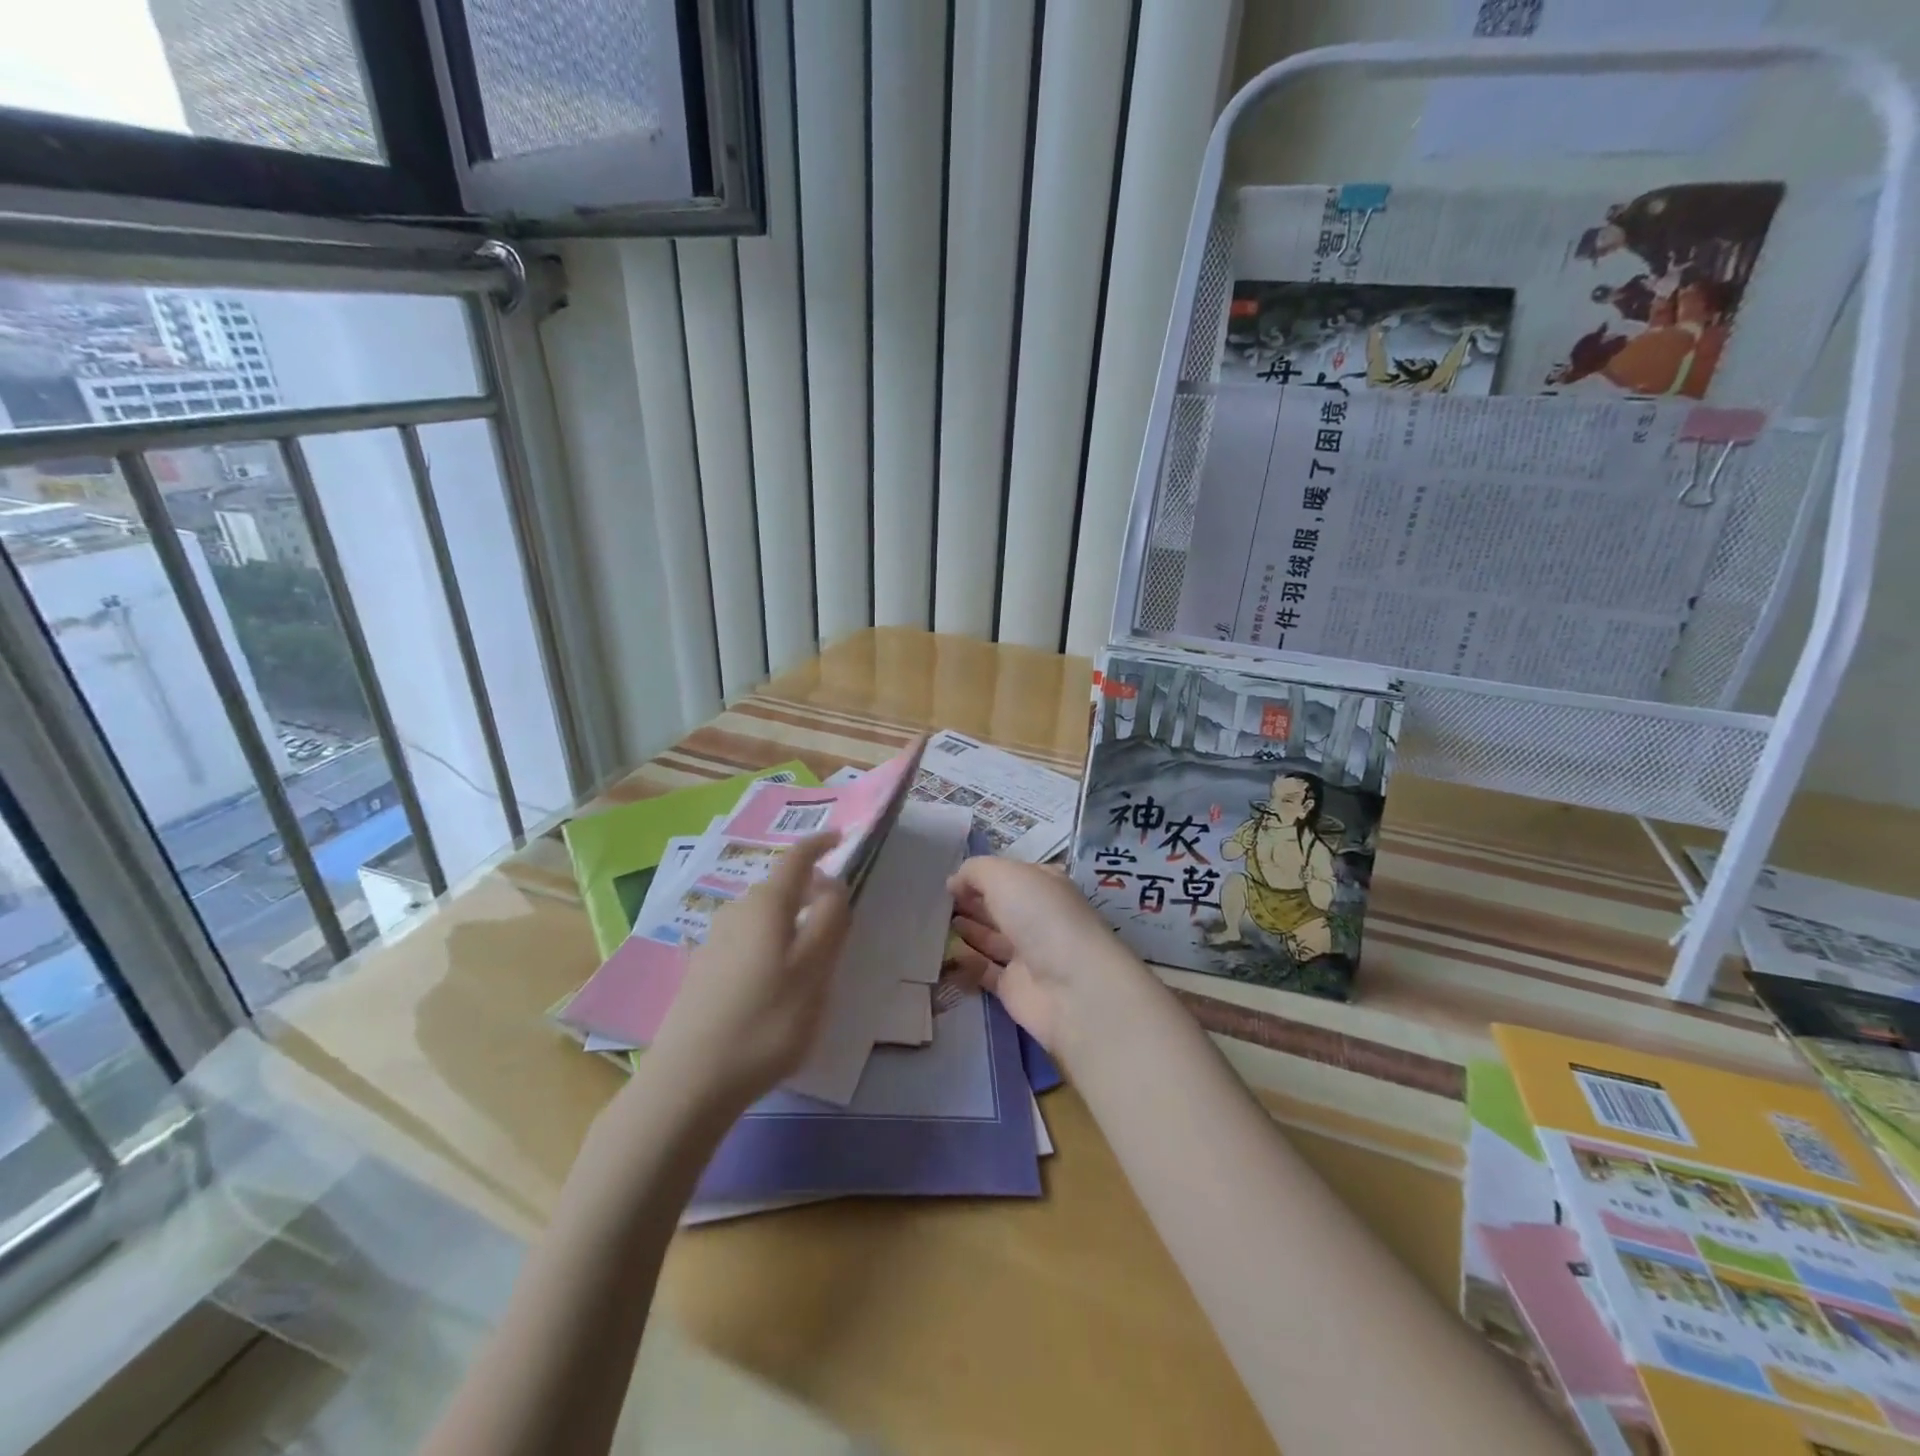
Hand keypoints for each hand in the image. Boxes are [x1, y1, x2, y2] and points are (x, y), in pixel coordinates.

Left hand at [648, 834, 851, 1109]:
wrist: (689, 1081)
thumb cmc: (766, 1022)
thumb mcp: (815, 971)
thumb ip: (830, 920)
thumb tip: (832, 884)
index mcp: (766, 905)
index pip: (796, 858)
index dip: (819, 845)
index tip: (839, 838)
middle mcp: (735, 912)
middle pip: (778, 887)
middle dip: (808, 890)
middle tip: (835, 915)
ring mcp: (712, 941)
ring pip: (760, 916)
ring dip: (787, 921)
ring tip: (807, 955)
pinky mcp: (700, 970)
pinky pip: (744, 941)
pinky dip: (766, 945)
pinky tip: (769, 980)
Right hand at [943, 857, 1140, 1054]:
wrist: (1071, 986)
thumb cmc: (1040, 916)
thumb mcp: (1004, 875)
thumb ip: (974, 871)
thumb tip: (954, 882)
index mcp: (1042, 885)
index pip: (1008, 874)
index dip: (979, 875)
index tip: (947, 880)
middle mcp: (1036, 916)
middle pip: (997, 906)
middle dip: (968, 902)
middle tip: (932, 902)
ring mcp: (1026, 953)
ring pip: (989, 938)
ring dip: (964, 929)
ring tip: (931, 923)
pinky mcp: (1014, 986)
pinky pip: (983, 970)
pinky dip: (964, 962)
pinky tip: (940, 952)